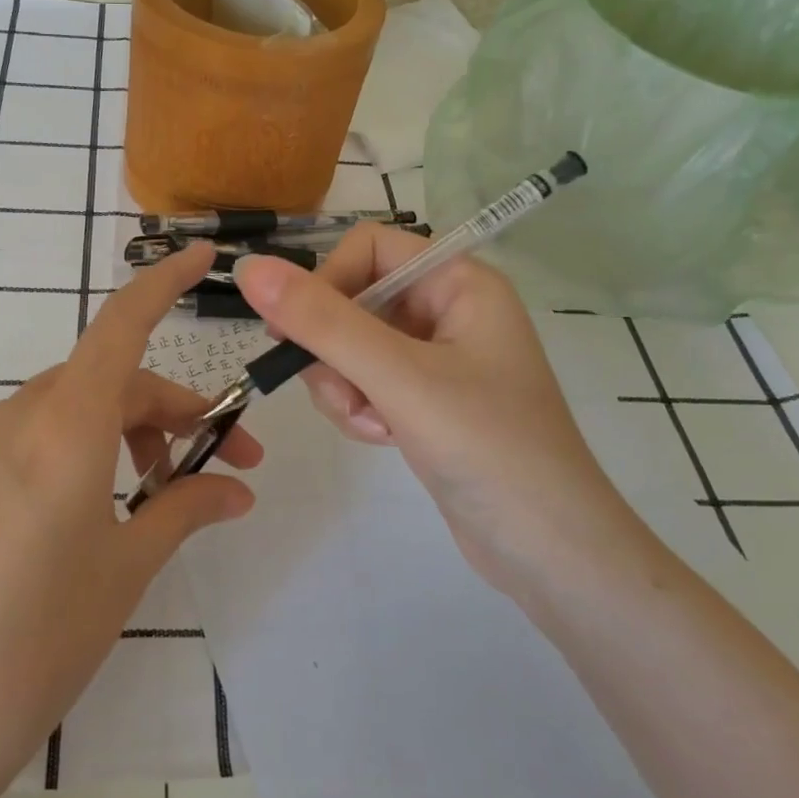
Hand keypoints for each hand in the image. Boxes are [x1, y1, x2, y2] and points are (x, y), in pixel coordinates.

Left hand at [0, 242, 259, 797]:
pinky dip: (85, 447)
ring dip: (129, 431)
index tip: (205, 257)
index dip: (165, 283)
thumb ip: (185, 511)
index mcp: (64, 427)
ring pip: (74, 407)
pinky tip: (100, 508)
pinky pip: (37, 436)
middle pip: (111, 379)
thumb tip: (238, 489)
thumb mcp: (125, 570)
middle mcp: (18, 418)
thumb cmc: (36, 643)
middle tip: (227, 464)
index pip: (122, 325)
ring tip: (162, 493)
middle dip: (174, 410)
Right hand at [234, 225, 631, 596]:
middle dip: (335, 351)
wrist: (549, 550)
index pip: (369, 247)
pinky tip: (384, 438)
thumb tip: (249, 267)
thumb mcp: (397, 377)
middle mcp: (449, 310)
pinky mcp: (425, 400)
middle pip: (354, 300)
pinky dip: (361, 408)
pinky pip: (366, 382)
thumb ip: (321, 322)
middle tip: (344, 394)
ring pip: (351, 347)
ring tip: (375, 426)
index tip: (297, 330)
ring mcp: (437, 358)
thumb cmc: (486, 447)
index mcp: (459, 283)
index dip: (328, 281)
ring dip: (345, 387)